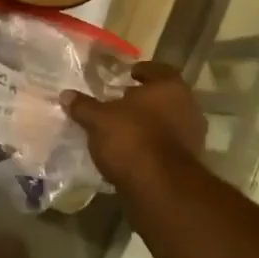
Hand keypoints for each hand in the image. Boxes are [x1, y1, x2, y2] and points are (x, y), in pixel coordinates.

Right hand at [63, 61, 206, 187]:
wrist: (160, 187)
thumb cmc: (131, 139)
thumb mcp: (98, 120)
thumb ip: (83, 106)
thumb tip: (66, 95)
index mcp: (170, 87)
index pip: (158, 70)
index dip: (142, 71)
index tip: (128, 75)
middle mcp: (188, 106)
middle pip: (164, 96)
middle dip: (144, 99)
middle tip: (121, 101)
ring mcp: (192, 135)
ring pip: (168, 121)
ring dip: (149, 122)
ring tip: (123, 127)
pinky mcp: (189, 161)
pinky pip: (167, 144)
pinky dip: (152, 143)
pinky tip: (132, 149)